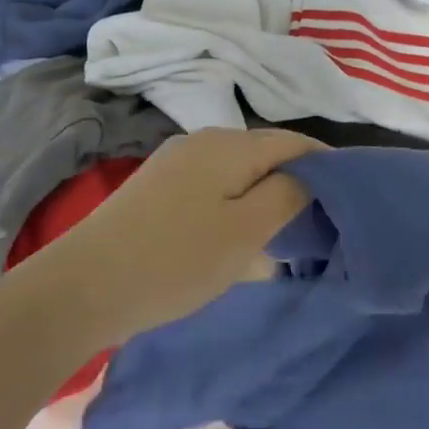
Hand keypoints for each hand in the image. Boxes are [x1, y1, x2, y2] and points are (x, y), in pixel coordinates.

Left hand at [29, 128, 319, 348]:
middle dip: (295, 180)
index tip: (348, 193)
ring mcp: (176, 162)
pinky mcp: (157, 186)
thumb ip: (287, 195)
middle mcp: (203, 141)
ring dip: (264, 195)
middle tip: (319, 219)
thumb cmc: (174, 260)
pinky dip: (235, 204)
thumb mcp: (245, 231)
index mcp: (229, 144)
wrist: (81, 287)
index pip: (293, 141)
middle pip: (265, 153)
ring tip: (283, 232)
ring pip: (238, 171)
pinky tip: (235, 235)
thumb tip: (309, 175)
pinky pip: (213, 185)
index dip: (325, 162)